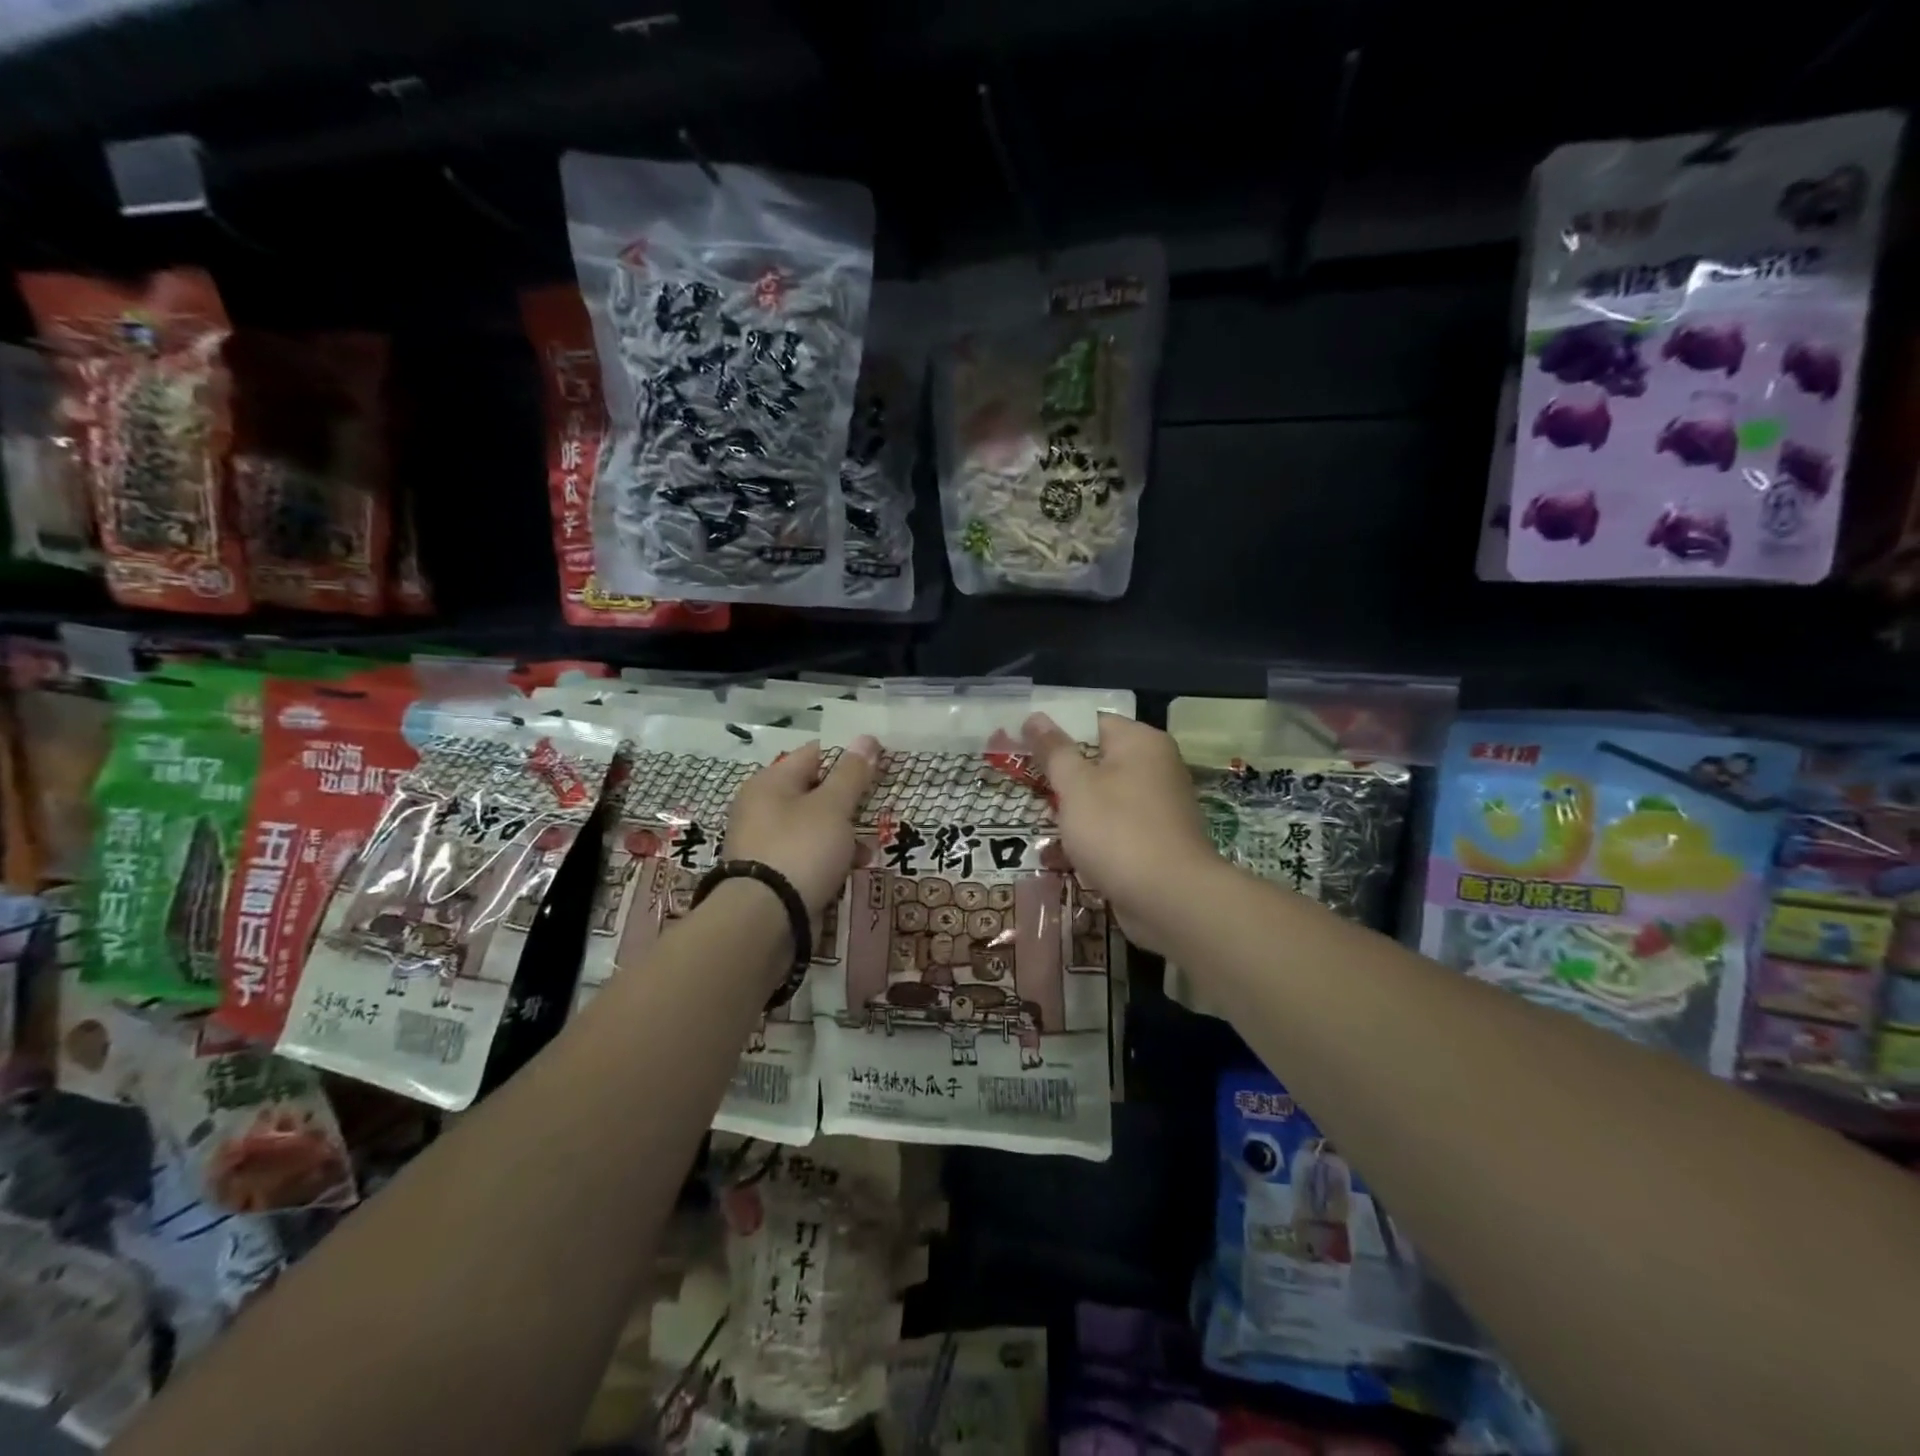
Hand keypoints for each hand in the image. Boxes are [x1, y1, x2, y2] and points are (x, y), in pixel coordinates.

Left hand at [723, 736, 878, 918]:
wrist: (764, 919)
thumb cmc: (800, 849)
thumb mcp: (833, 807)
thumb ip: (851, 774)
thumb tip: (866, 738)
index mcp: (770, 782)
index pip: (814, 754)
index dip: (847, 758)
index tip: (878, 768)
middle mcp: (761, 808)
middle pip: (814, 792)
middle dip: (847, 802)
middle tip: (876, 810)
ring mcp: (764, 843)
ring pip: (813, 827)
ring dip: (842, 835)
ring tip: (868, 849)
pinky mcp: (771, 874)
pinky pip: (806, 856)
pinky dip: (829, 860)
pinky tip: (850, 870)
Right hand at [1022, 712, 1223, 954]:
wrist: (1170, 900)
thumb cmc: (1118, 831)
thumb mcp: (1075, 786)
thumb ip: (1054, 751)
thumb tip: (1035, 716)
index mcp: (1141, 742)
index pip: (1092, 722)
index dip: (1055, 733)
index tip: (1022, 749)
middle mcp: (1155, 767)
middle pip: (1097, 761)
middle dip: (1060, 778)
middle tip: (1024, 789)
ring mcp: (1157, 807)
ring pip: (1102, 799)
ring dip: (1071, 813)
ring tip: (1038, 826)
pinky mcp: (1154, 841)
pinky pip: (1114, 830)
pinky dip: (1089, 840)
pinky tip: (1059, 858)